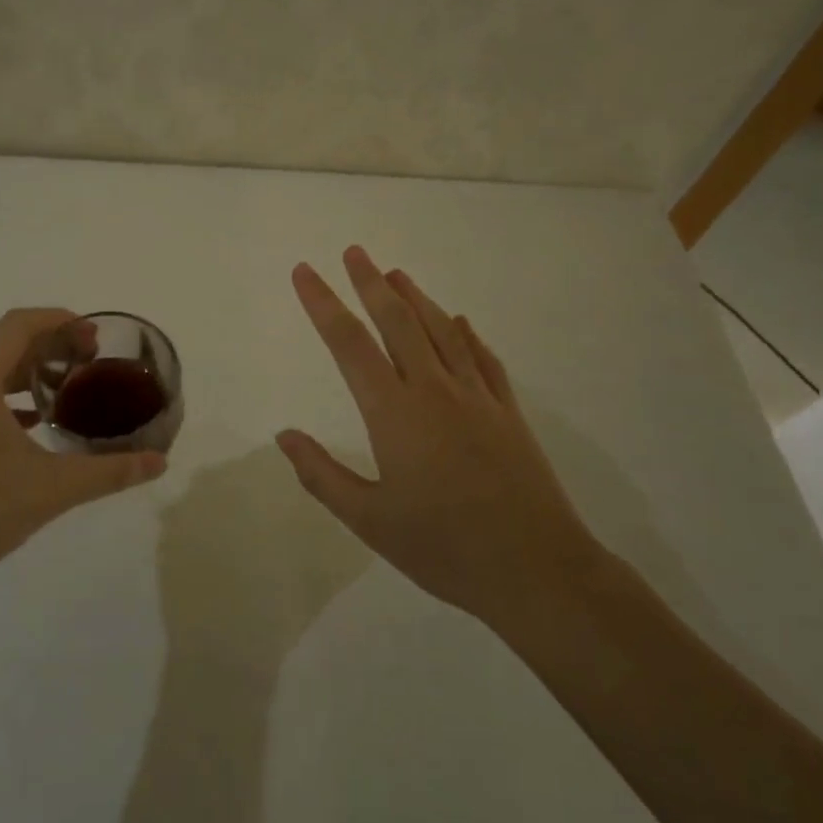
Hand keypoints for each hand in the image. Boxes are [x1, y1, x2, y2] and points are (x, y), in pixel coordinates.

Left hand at [0, 308, 167, 604]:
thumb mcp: (51, 490)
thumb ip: (108, 472)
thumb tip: (160, 463)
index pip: (17, 327)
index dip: (58, 320)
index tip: (93, 335)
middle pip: (4, 344)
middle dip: (50, 344)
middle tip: (91, 359)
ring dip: (30, 370)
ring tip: (70, 385)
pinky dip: (10, 397)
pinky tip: (37, 422)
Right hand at [276, 248, 603, 631]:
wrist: (537, 570)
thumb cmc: (444, 548)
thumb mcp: (369, 521)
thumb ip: (322, 474)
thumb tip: (284, 435)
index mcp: (394, 413)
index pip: (348, 344)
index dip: (323, 304)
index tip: (305, 272)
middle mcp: (434, 390)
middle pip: (397, 322)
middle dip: (371, 283)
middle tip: (354, 252)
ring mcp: (477, 397)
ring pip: (440, 331)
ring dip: (415, 298)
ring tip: (396, 273)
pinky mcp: (507, 412)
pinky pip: (482, 358)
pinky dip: (466, 334)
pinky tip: (458, 321)